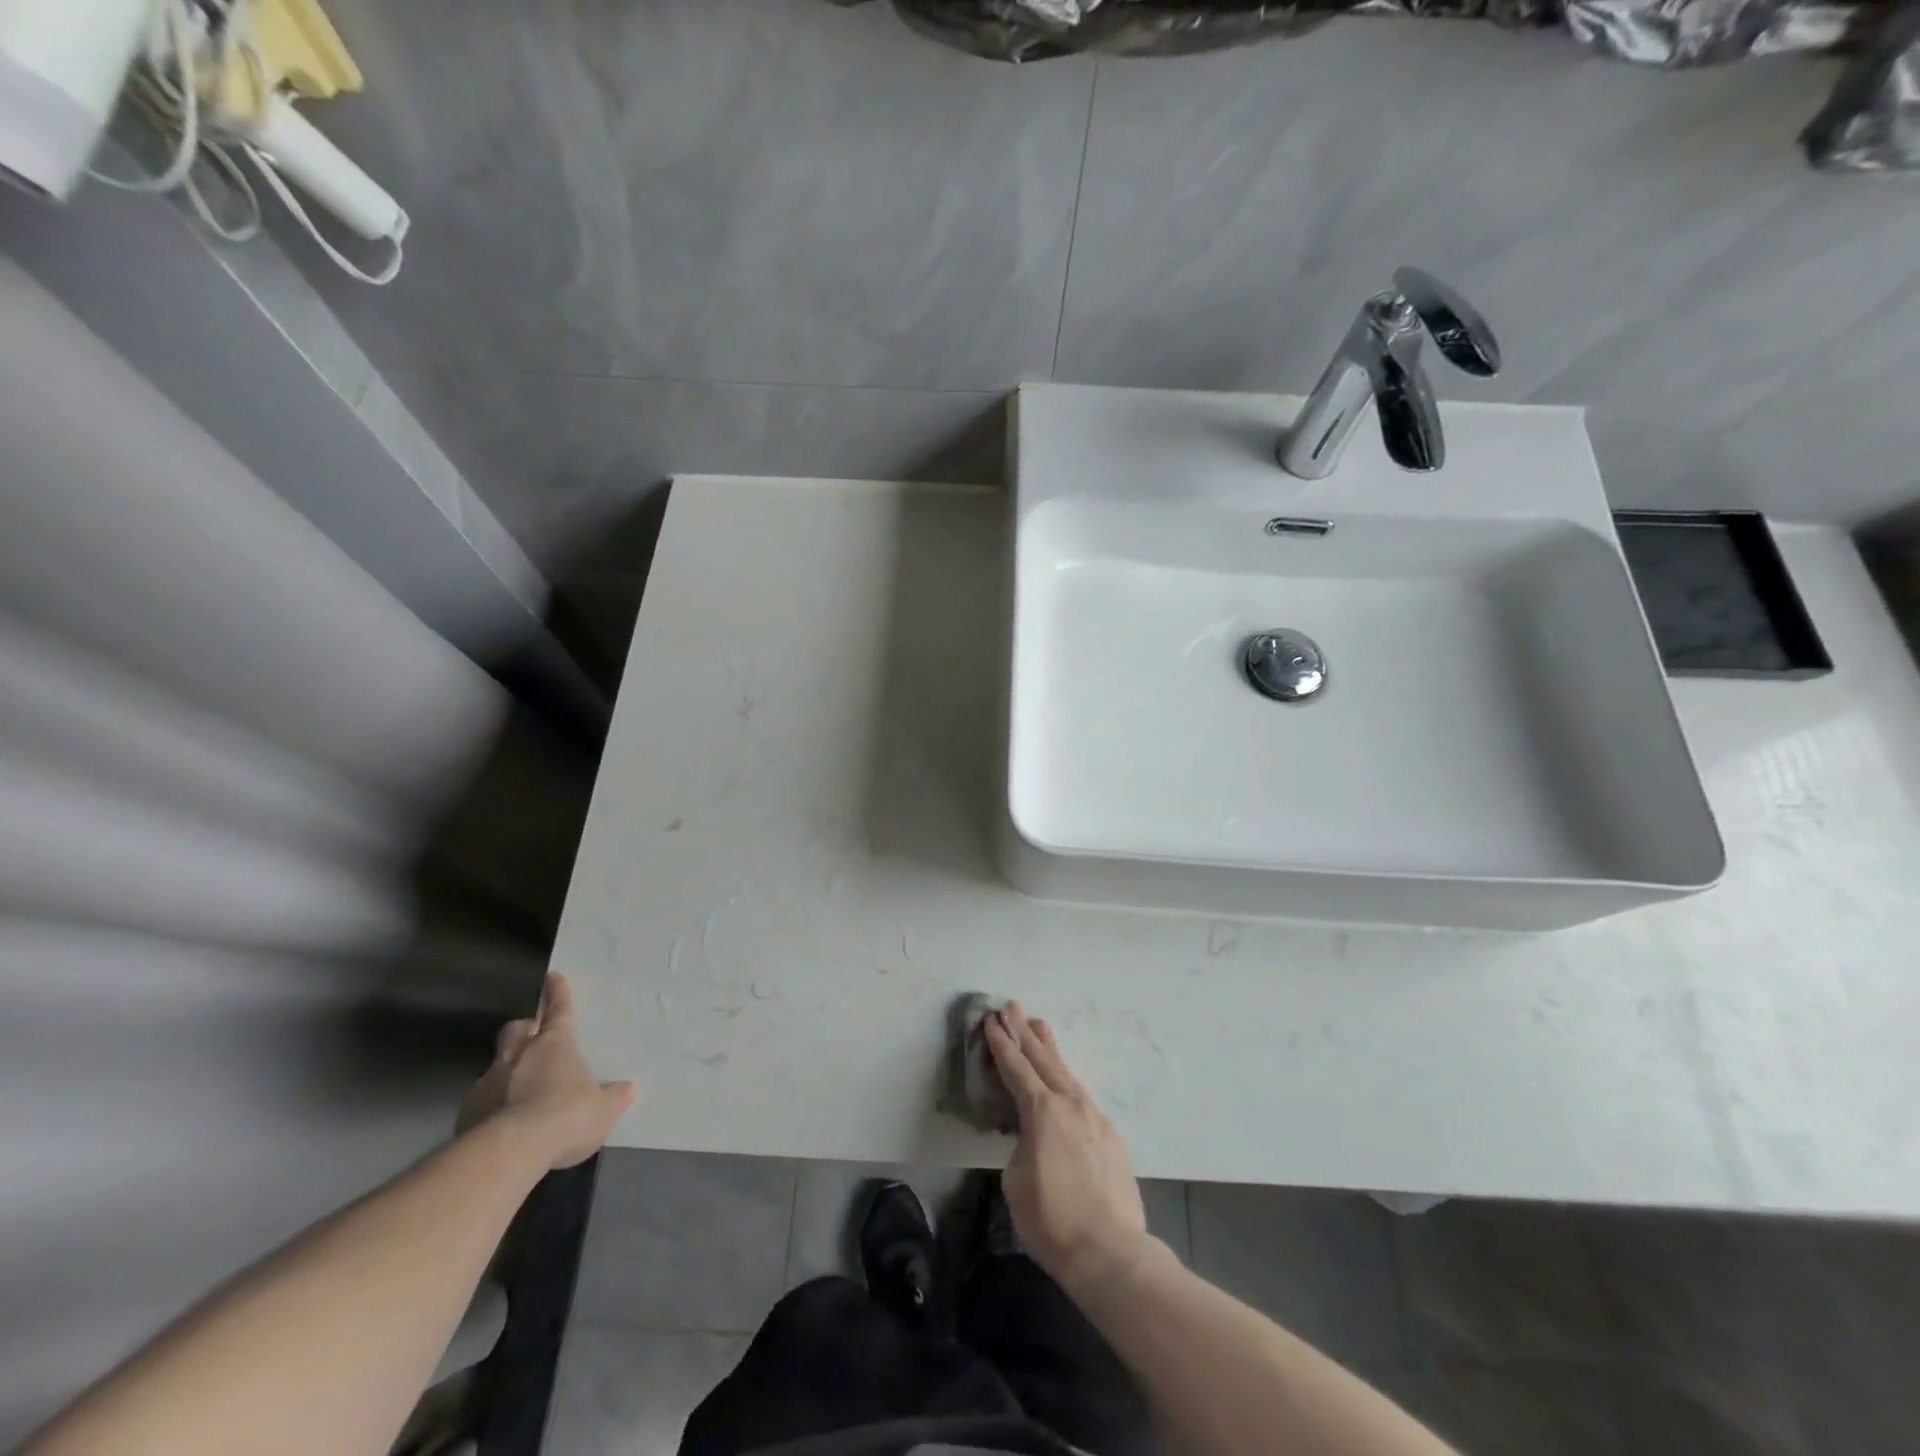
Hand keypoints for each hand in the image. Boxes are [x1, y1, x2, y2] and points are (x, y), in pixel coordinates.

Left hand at [458, 973, 636, 1170]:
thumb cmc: (566, 1117)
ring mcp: (488, 1081)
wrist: (509, 1152)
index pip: (559, 1010)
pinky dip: (490, 1104)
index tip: (552, 977)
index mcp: (555, 1044)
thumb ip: (613, 1097)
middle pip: (517, 1029)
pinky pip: (480, 1099)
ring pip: (496, 1064)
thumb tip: (627, 1089)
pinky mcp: (466, 1112)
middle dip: (525, 1030)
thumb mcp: (602, 1110)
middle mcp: (519, 1055)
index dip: (558, 993)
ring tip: (518, 1090)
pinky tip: (500, 1123)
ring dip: (506, 1070)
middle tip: (533, 1038)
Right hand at [986, 1002, 1150, 1291]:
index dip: (1001, 1044)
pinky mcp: (1111, 1136)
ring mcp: (1094, 1117)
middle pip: (1042, 1059)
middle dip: (1024, 1032)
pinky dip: (1067, 1081)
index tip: (991, 1020)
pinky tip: (1064, 1082)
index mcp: (1042, 1111)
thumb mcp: (1016, 1181)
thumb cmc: (1052, 1220)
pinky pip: (1082, 1098)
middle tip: (1012, 1006)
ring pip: (1066, 1073)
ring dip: (1049, 1049)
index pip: (1016, 1068)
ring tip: (1040, 1025)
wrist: (1110, 1251)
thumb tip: (1032, 1139)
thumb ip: (1021, 1146)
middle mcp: (1069, 1104)